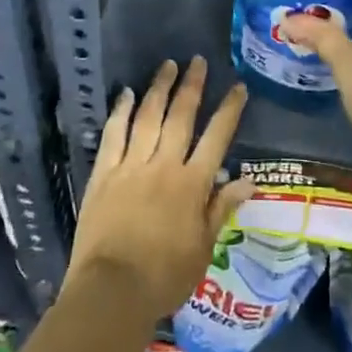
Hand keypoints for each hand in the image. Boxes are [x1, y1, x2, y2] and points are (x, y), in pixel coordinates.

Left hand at [67, 56, 256, 321]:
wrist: (112, 290)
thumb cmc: (164, 277)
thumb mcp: (203, 248)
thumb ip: (221, 209)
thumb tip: (247, 179)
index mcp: (192, 185)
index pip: (216, 138)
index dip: (228, 110)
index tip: (237, 87)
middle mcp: (163, 165)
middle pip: (181, 117)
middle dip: (192, 86)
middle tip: (198, 61)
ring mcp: (131, 165)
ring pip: (147, 117)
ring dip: (159, 89)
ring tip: (167, 65)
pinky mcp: (103, 173)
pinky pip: (113, 134)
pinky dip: (120, 112)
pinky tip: (125, 94)